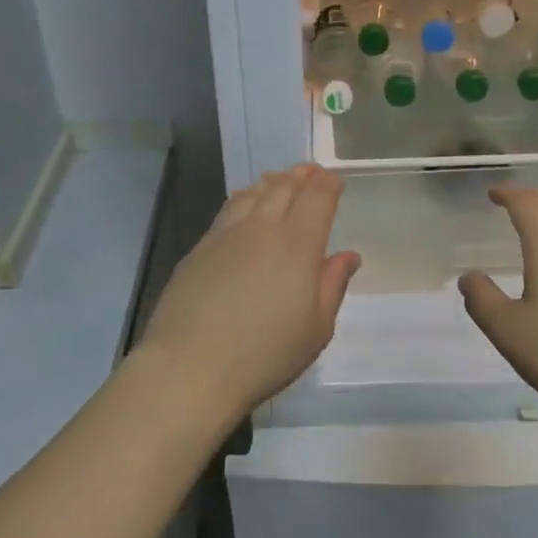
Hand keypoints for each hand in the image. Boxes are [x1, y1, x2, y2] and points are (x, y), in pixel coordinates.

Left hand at [134, 164, 360, 421]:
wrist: (190, 366)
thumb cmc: (265, 354)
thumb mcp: (316, 329)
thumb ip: (332, 285)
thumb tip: (347, 255)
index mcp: (297, 244)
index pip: (317, 197)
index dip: (328, 184)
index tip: (334, 180)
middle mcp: (262, 228)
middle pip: (283, 187)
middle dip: (301, 175)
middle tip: (311, 171)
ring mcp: (225, 234)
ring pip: (252, 193)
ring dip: (271, 182)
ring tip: (279, 180)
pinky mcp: (199, 248)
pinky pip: (228, 209)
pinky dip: (244, 198)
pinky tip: (244, 206)